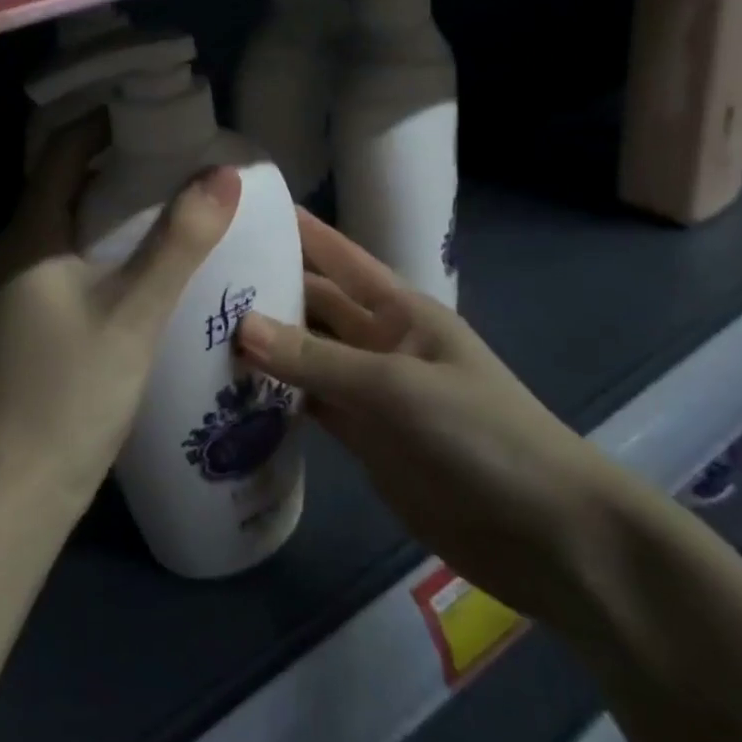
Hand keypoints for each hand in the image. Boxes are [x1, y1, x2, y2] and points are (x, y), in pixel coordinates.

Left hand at [0, 115, 240, 513]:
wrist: (17, 489)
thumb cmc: (70, 391)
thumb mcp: (134, 311)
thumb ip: (180, 241)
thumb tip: (222, 172)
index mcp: (30, 233)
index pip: (64, 150)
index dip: (106, 121)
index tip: (156, 108)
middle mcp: (17, 249)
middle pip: (66, 181)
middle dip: (118, 158)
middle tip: (177, 148)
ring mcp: (22, 285)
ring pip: (71, 220)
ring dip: (114, 200)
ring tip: (171, 191)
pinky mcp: (35, 316)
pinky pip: (73, 254)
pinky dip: (108, 238)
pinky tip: (146, 255)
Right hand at [237, 210, 624, 615]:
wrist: (544, 534)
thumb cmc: (481, 435)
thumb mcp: (396, 388)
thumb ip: (317, 360)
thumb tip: (240, 325)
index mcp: (398, 308)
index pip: (336, 254)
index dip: (296, 228)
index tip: (242, 206)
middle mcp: (378, 340)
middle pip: (312, 304)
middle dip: (264, 288)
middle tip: (197, 278)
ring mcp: (369, 391)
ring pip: (304, 356)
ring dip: (263, 346)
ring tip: (197, 332)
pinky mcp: (363, 439)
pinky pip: (309, 406)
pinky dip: (274, 400)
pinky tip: (229, 394)